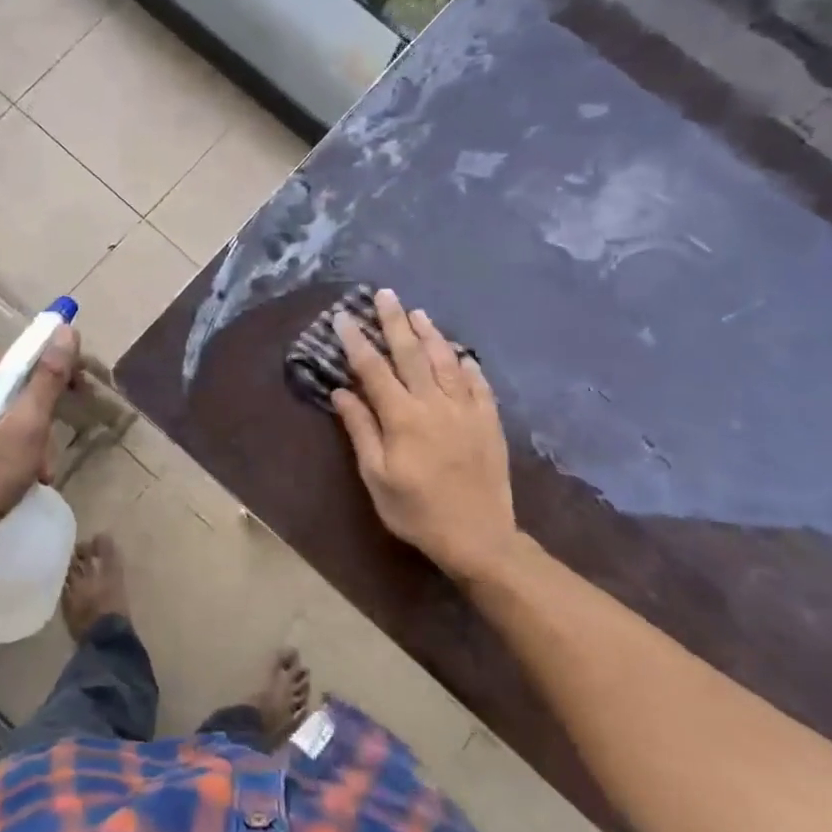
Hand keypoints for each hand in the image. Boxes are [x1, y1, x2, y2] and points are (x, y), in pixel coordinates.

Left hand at [0, 326, 78, 527]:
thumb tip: (66, 330)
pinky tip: (31, 472)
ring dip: (38, 435)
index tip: (83, 389)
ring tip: (43, 466)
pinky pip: (3, 427)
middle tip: (59, 435)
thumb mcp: (27, 424)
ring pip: (16, 408)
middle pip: (21, 381)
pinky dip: (22, 445)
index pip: (26, 354)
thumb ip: (48, 377)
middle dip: (47, 411)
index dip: (59, 367)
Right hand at [329, 289, 519, 585]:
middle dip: (394, 321)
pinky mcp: (489, 422)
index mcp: (402, 417)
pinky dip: (467, 365)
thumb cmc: (416, 511)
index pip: (373, 369)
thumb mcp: (376, 476)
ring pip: (447, 361)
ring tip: (417, 312)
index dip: (357, 341)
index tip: (343, 317)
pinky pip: (479, 384)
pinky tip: (461, 353)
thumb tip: (342, 392)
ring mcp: (466, 410)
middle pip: (411, 353)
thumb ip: (360, 430)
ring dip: (430, 334)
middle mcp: (435, 404)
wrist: (478, 537)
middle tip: (384, 294)